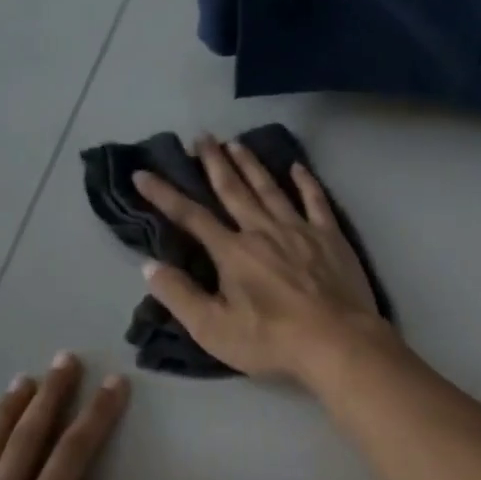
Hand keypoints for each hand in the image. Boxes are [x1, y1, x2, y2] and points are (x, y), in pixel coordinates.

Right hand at [134, 137, 387, 385]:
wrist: (337, 342)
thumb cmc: (272, 340)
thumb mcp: (214, 329)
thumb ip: (180, 296)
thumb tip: (150, 266)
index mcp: (233, 252)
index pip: (191, 217)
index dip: (164, 195)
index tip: (143, 174)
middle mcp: (263, 231)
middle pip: (234, 190)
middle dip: (214, 163)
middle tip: (202, 137)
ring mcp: (300, 230)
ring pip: (270, 189)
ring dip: (251, 165)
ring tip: (237, 143)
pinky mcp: (331, 237)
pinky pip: (316, 201)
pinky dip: (306, 182)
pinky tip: (297, 167)